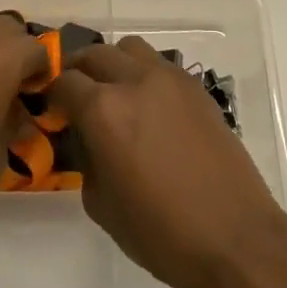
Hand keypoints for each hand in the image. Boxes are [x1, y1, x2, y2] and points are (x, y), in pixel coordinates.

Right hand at [47, 36, 286, 287]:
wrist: (234, 238)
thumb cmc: (160, 233)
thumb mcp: (101, 204)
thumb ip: (86, 159)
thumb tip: (88, 139)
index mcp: (103, 110)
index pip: (64, 82)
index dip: (52, 95)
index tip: (52, 110)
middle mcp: (134, 81)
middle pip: (94, 54)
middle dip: (79, 71)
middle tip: (76, 97)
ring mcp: (170, 79)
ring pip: (129, 48)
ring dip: (114, 64)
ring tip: (114, 94)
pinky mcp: (196, 88)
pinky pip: (160, 65)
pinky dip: (144, 75)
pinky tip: (149, 107)